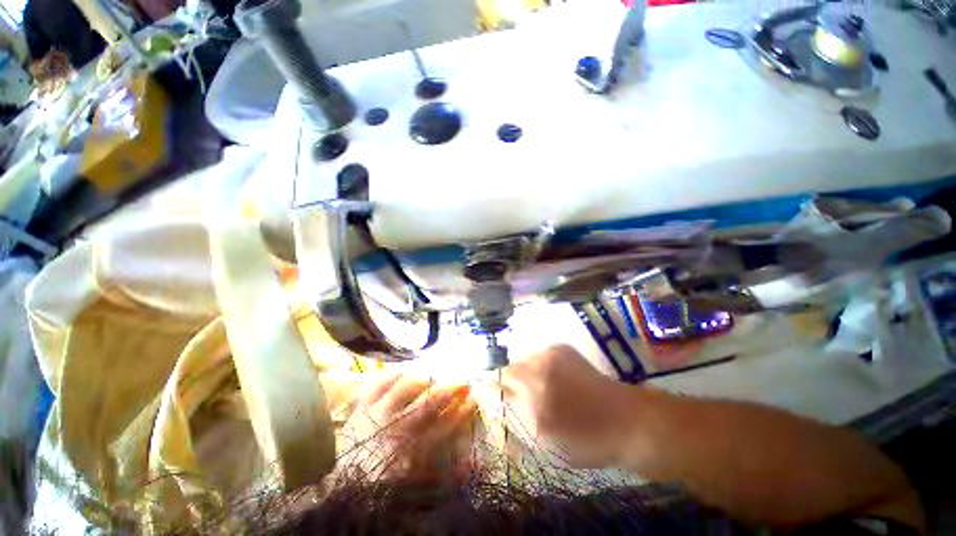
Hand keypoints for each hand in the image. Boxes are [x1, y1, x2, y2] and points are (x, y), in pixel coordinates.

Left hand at [336, 373, 476, 483]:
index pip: (445, 427)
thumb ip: (446, 473)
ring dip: (426, 380)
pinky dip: (395, 374)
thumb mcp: (417, 483)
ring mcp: (378, 412)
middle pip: (430, 403)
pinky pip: (381, 381)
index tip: (474, 399)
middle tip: (465, 382)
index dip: (462, 412)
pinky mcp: (364, 403)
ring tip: (436, 377)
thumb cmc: (384, 482)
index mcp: (410, 451)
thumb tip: (473, 462)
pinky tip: (406, 372)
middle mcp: (396, 428)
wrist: (342, 482)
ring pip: (406, 387)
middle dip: (452, 390)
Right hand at [498, 345, 639, 467]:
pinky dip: (538, 366)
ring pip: (521, 362)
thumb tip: (491, 405)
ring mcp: (548, 357)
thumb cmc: (584, 442)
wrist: (624, 420)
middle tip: (513, 395)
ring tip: (537, 387)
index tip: (483, 395)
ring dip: (522, 374)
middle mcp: (536, 375)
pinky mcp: (560, 348)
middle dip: (503, 383)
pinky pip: (537, 355)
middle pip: (505, 371)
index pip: (494, 390)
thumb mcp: (544, 445)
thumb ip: (514, 422)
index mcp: (531, 405)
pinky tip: (551, 378)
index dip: (485, 391)